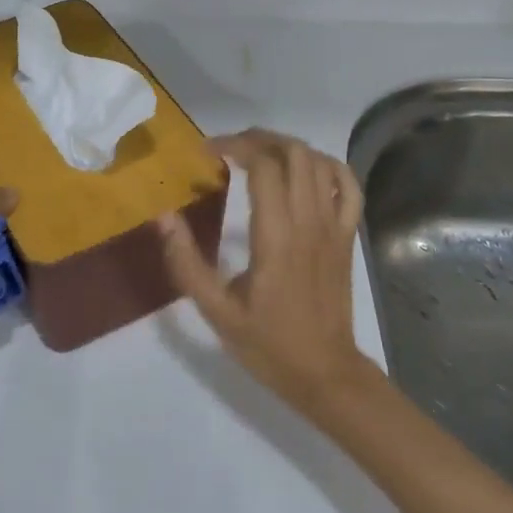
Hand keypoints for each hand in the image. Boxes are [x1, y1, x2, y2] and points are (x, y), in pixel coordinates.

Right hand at [158, 129, 369, 418]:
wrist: (325, 374)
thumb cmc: (268, 343)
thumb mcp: (216, 311)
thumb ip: (186, 263)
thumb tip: (163, 217)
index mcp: (276, 237)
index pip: (263, 167)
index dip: (234, 146)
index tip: (207, 151)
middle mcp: (309, 222)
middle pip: (294, 153)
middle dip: (259, 139)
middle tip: (230, 148)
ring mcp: (334, 227)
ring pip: (320, 162)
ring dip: (288, 147)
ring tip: (260, 154)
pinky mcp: (347, 236)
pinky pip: (349, 186)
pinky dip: (329, 166)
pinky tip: (306, 170)